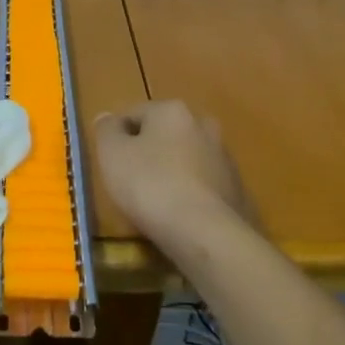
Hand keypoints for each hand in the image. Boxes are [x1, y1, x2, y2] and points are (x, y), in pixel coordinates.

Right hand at [93, 99, 250, 247]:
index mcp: (172, 110)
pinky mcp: (237, 190)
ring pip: (185, 161)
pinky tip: (179, 220)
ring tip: (154, 207)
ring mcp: (224, 158)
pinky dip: (190, 197)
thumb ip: (106, 131)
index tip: (109, 164)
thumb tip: (108, 119)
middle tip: (130, 184)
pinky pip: (202, 188)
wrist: (209, 235)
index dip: (116, 137)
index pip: (134, 114)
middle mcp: (203, 124)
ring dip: (170, 175)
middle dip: (147, 154)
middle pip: (163, 135)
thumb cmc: (152, 186)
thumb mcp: (113, 155)